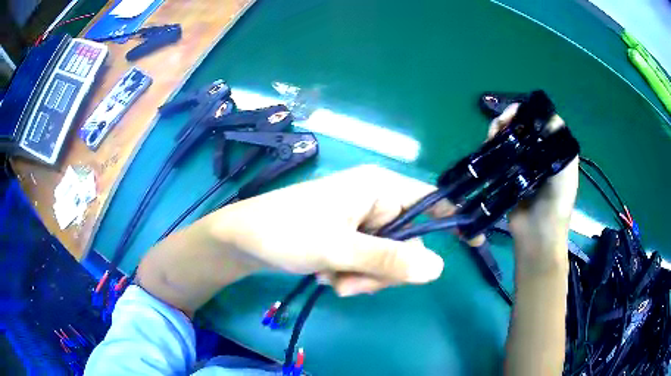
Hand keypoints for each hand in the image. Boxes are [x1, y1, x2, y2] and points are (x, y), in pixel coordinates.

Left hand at [208, 165, 446, 295]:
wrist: (242, 241)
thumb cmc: (285, 232)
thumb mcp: (337, 249)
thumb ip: (387, 260)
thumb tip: (437, 268)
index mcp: (378, 187)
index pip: (429, 201)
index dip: (453, 220)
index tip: (474, 242)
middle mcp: (374, 201)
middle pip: (408, 241)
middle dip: (383, 271)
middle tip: (351, 281)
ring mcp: (360, 222)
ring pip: (387, 259)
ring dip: (363, 277)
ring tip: (332, 279)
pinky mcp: (348, 238)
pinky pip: (367, 263)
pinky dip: (351, 276)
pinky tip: (325, 275)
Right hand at [488, 104, 578, 270]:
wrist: (538, 233)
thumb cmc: (557, 200)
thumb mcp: (567, 166)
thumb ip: (559, 139)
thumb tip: (542, 114)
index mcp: (553, 150)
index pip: (540, 121)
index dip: (528, 112)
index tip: (516, 113)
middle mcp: (538, 153)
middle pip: (522, 127)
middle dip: (510, 120)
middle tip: (501, 123)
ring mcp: (521, 164)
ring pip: (509, 138)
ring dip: (499, 130)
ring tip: (492, 133)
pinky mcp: (506, 174)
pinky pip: (499, 154)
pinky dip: (493, 145)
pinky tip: (488, 143)